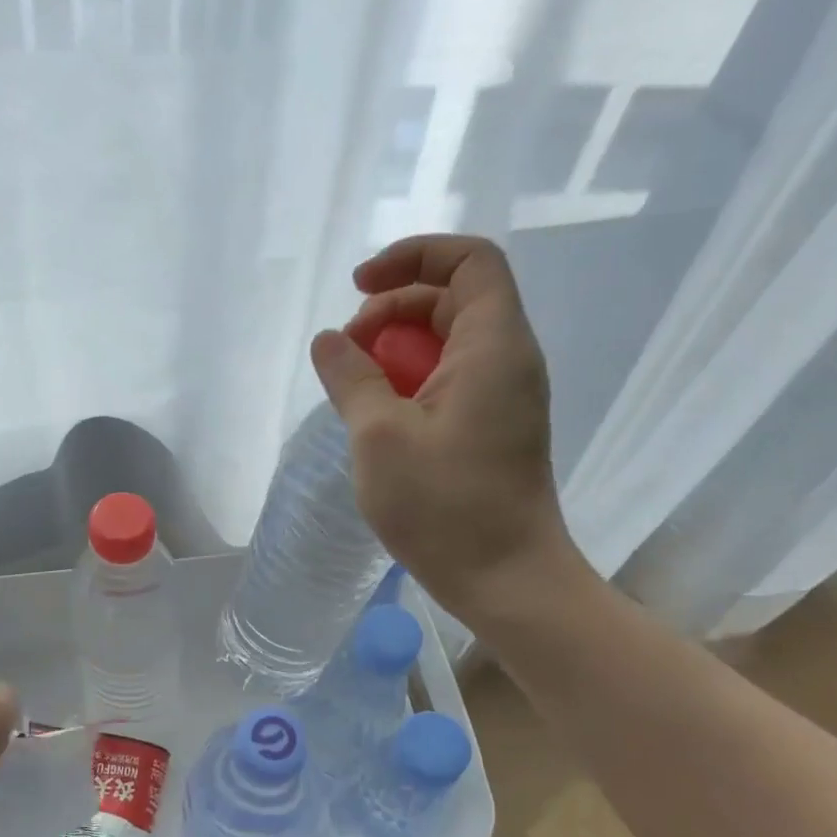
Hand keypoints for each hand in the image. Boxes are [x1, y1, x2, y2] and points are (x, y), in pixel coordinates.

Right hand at [310, 233, 582, 611]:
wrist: (506, 578)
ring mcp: (504, 396)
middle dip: (392, 310)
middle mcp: (508, 360)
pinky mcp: (494, 427)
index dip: (412, 257)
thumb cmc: (445, 506)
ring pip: (448, 342)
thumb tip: (328, 341)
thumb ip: (351, 378)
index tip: (359, 289)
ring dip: (397, 349)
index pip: (468, 260)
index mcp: (493, 346)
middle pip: (452, 299)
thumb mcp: (380, 436)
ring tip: (355, 387)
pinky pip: (451, 379)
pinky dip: (411, 381)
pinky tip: (378, 417)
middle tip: (347, 351)